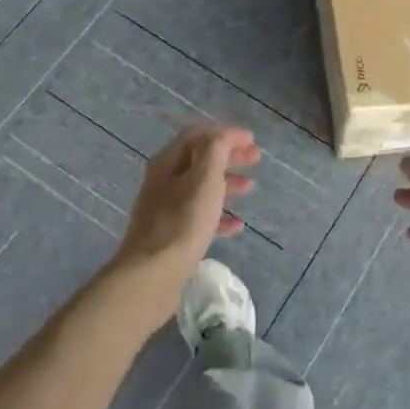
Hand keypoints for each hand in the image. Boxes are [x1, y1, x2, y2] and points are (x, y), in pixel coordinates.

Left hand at [106, 125, 258, 321]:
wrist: (153, 274)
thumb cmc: (183, 220)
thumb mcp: (205, 177)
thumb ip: (216, 150)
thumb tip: (222, 136)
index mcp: (167, 162)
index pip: (196, 136)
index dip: (224, 133)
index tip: (251, 139)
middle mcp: (163, 182)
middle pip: (199, 160)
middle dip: (228, 156)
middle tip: (256, 159)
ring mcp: (165, 210)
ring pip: (200, 189)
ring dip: (226, 184)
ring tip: (250, 188)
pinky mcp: (171, 237)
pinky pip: (199, 218)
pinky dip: (219, 216)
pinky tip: (237, 226)